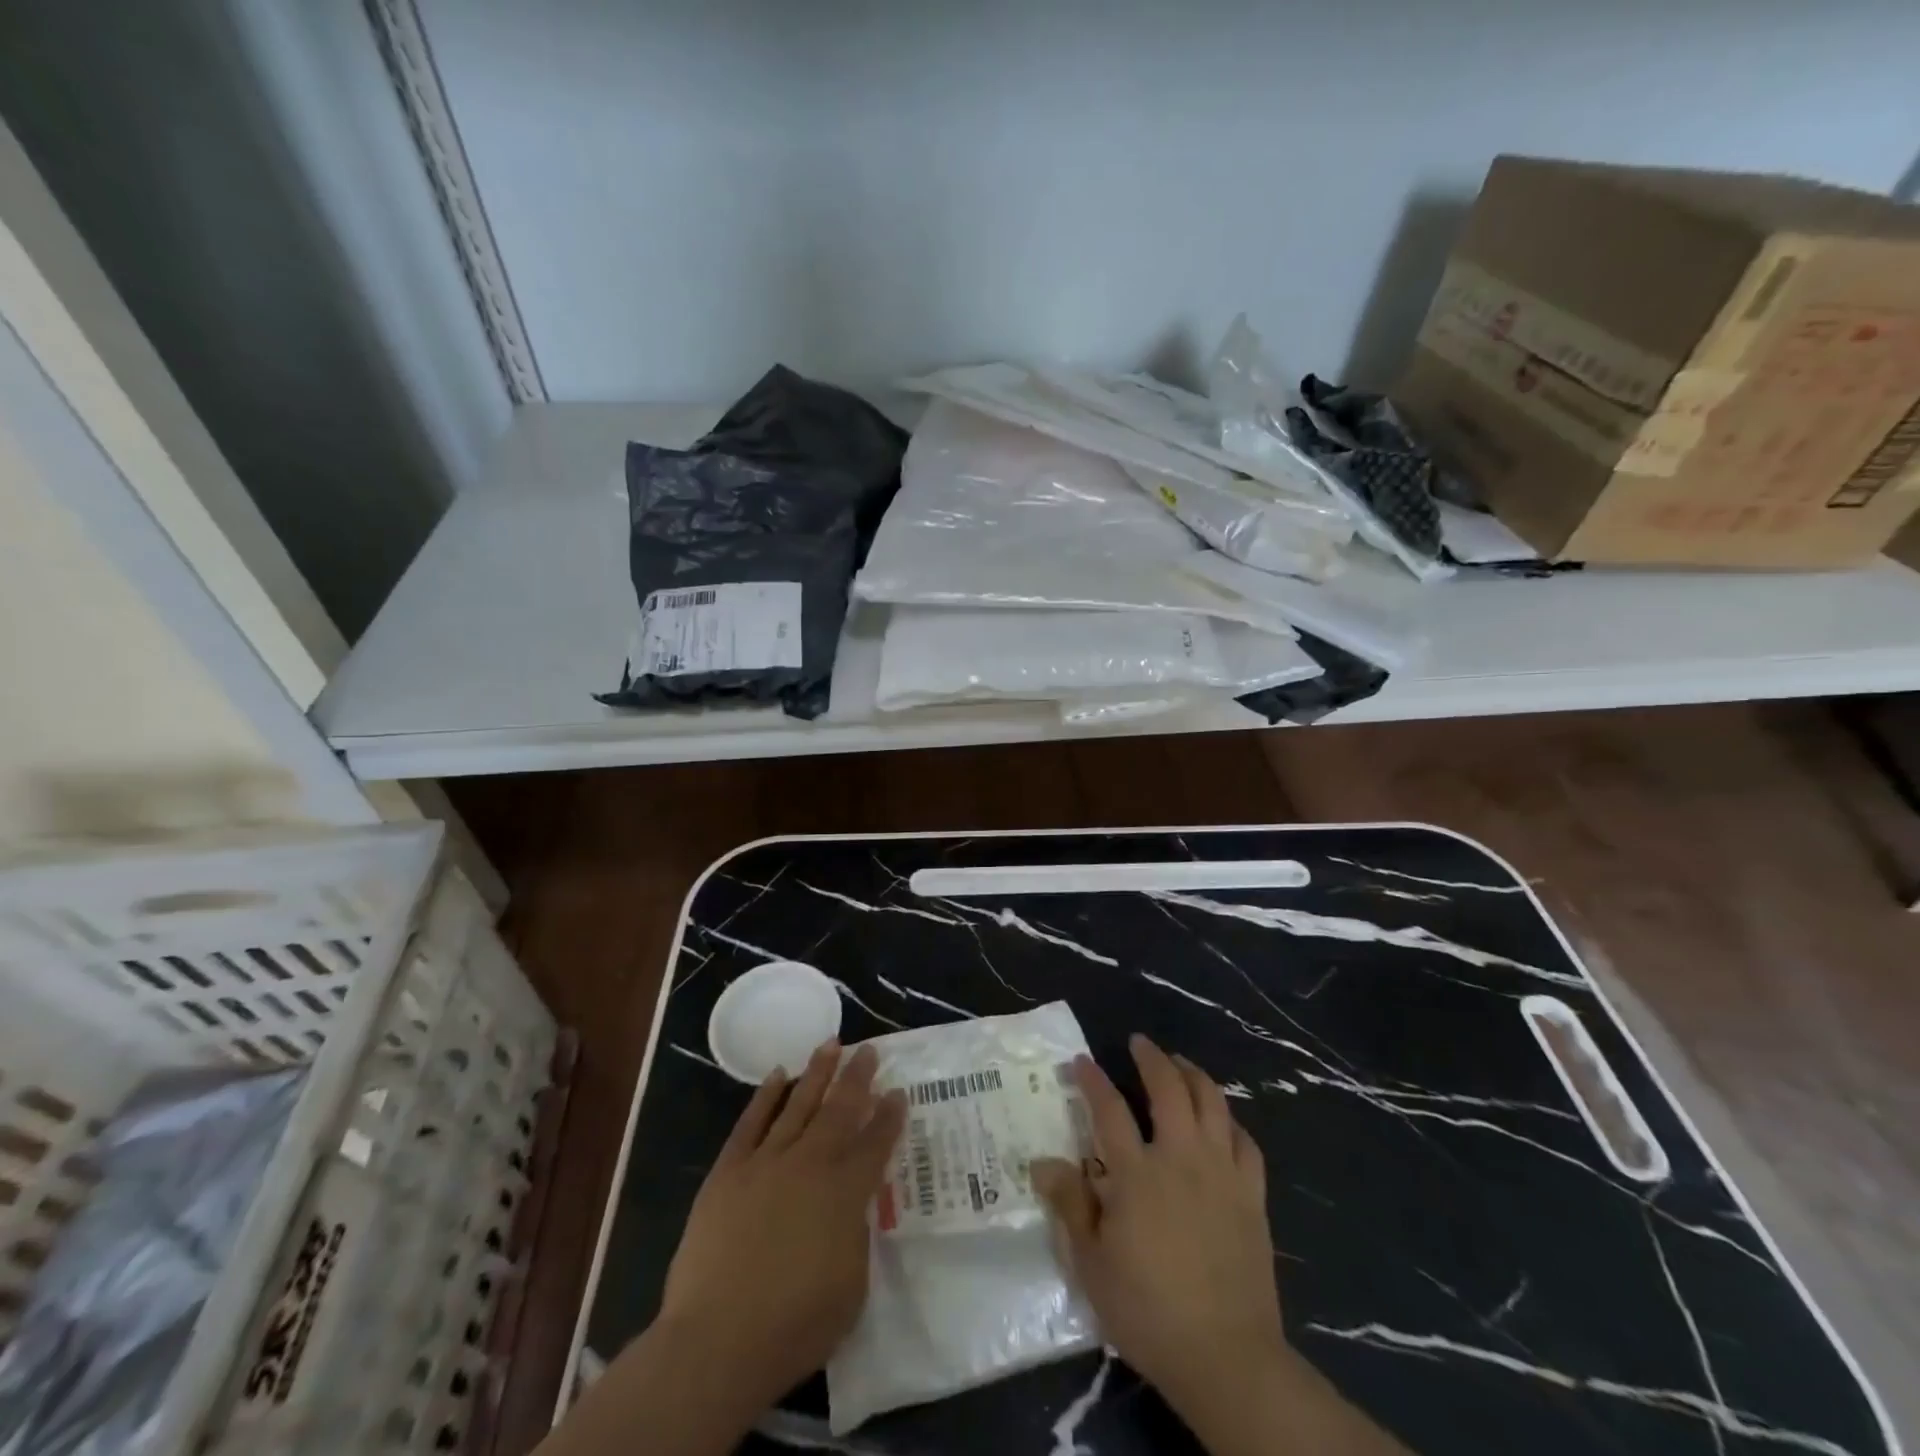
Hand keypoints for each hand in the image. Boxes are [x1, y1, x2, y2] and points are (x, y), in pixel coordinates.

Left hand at [655, 1040, 906, 1410]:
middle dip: (857, 1078)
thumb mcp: (852, 1287)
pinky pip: (751, 1123)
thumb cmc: (794, 1325)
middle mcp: (810, 1165)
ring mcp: (766, 1163)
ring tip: (830, 1044)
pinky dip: (765, 1096)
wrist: (718, 1341)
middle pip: (840, 1111)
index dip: (890, 1116)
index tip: (899, 1092)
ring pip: (798, 1104)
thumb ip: (856, 1236)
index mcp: (845, 1193)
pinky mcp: (728, 1172)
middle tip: (869, 1050)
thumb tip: (852, 1208)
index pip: (876, 1144)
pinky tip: (777, 1075)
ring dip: (816, 1073)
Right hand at [1033, 1035, 1281, 1412]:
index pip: (1109, 1109)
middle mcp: (1181, 1158)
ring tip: (1180, 1064)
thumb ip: (1070, 1206)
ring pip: (1212, 1103)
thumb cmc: (1149, 1311)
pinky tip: (1222, 1121)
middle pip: (1169, 1088)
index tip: (1080, 1061)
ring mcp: (1222, 1173)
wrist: (1227, 1357)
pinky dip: (1231, 1122)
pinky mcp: (1252, 1195)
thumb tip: (1042, 1162)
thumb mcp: (1093, 1265)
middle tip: (1140, 1043)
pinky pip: (1246, 1142)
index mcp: (1137, 1174)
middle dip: (1152, 1057)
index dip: (1092, 1079)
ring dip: (1194, 1075)